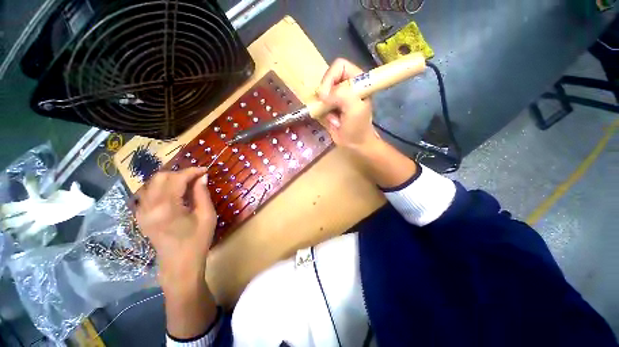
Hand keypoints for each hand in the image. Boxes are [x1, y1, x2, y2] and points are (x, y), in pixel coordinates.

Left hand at [135, 167, 215, 293]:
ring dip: (170, 179)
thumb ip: (202, 194)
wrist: (179, 265)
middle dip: (180, 173)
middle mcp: (149, 207)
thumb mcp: (207, 216)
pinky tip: (174, 193)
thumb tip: (202, 177)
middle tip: (196, 177)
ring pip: (152, 183)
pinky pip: (148, 193)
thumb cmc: (197, 241)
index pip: (176, 179)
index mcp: (166, 208)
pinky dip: (162, 187)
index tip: (205, 170)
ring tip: (187, 183)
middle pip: (160, 177)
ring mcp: (141, 212)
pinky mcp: (141, 216)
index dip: (192, 171)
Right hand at [317, 58, 379, 149]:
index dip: (330, 78)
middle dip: (325, 95)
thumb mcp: (354, 109)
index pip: (339, 66)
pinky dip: (322, 112)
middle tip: (328, 107)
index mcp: (357, 80)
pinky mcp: (330, 106)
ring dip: (324, 106)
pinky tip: (332, 121)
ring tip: (334, 117)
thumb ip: (342, 95)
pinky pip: (319, 104)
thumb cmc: (358, 127)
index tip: (326, 96)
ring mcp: (337, 96)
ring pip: (321, 92)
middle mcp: (346, 85)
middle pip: (327, 78)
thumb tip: (322, 95)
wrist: (354, 144)